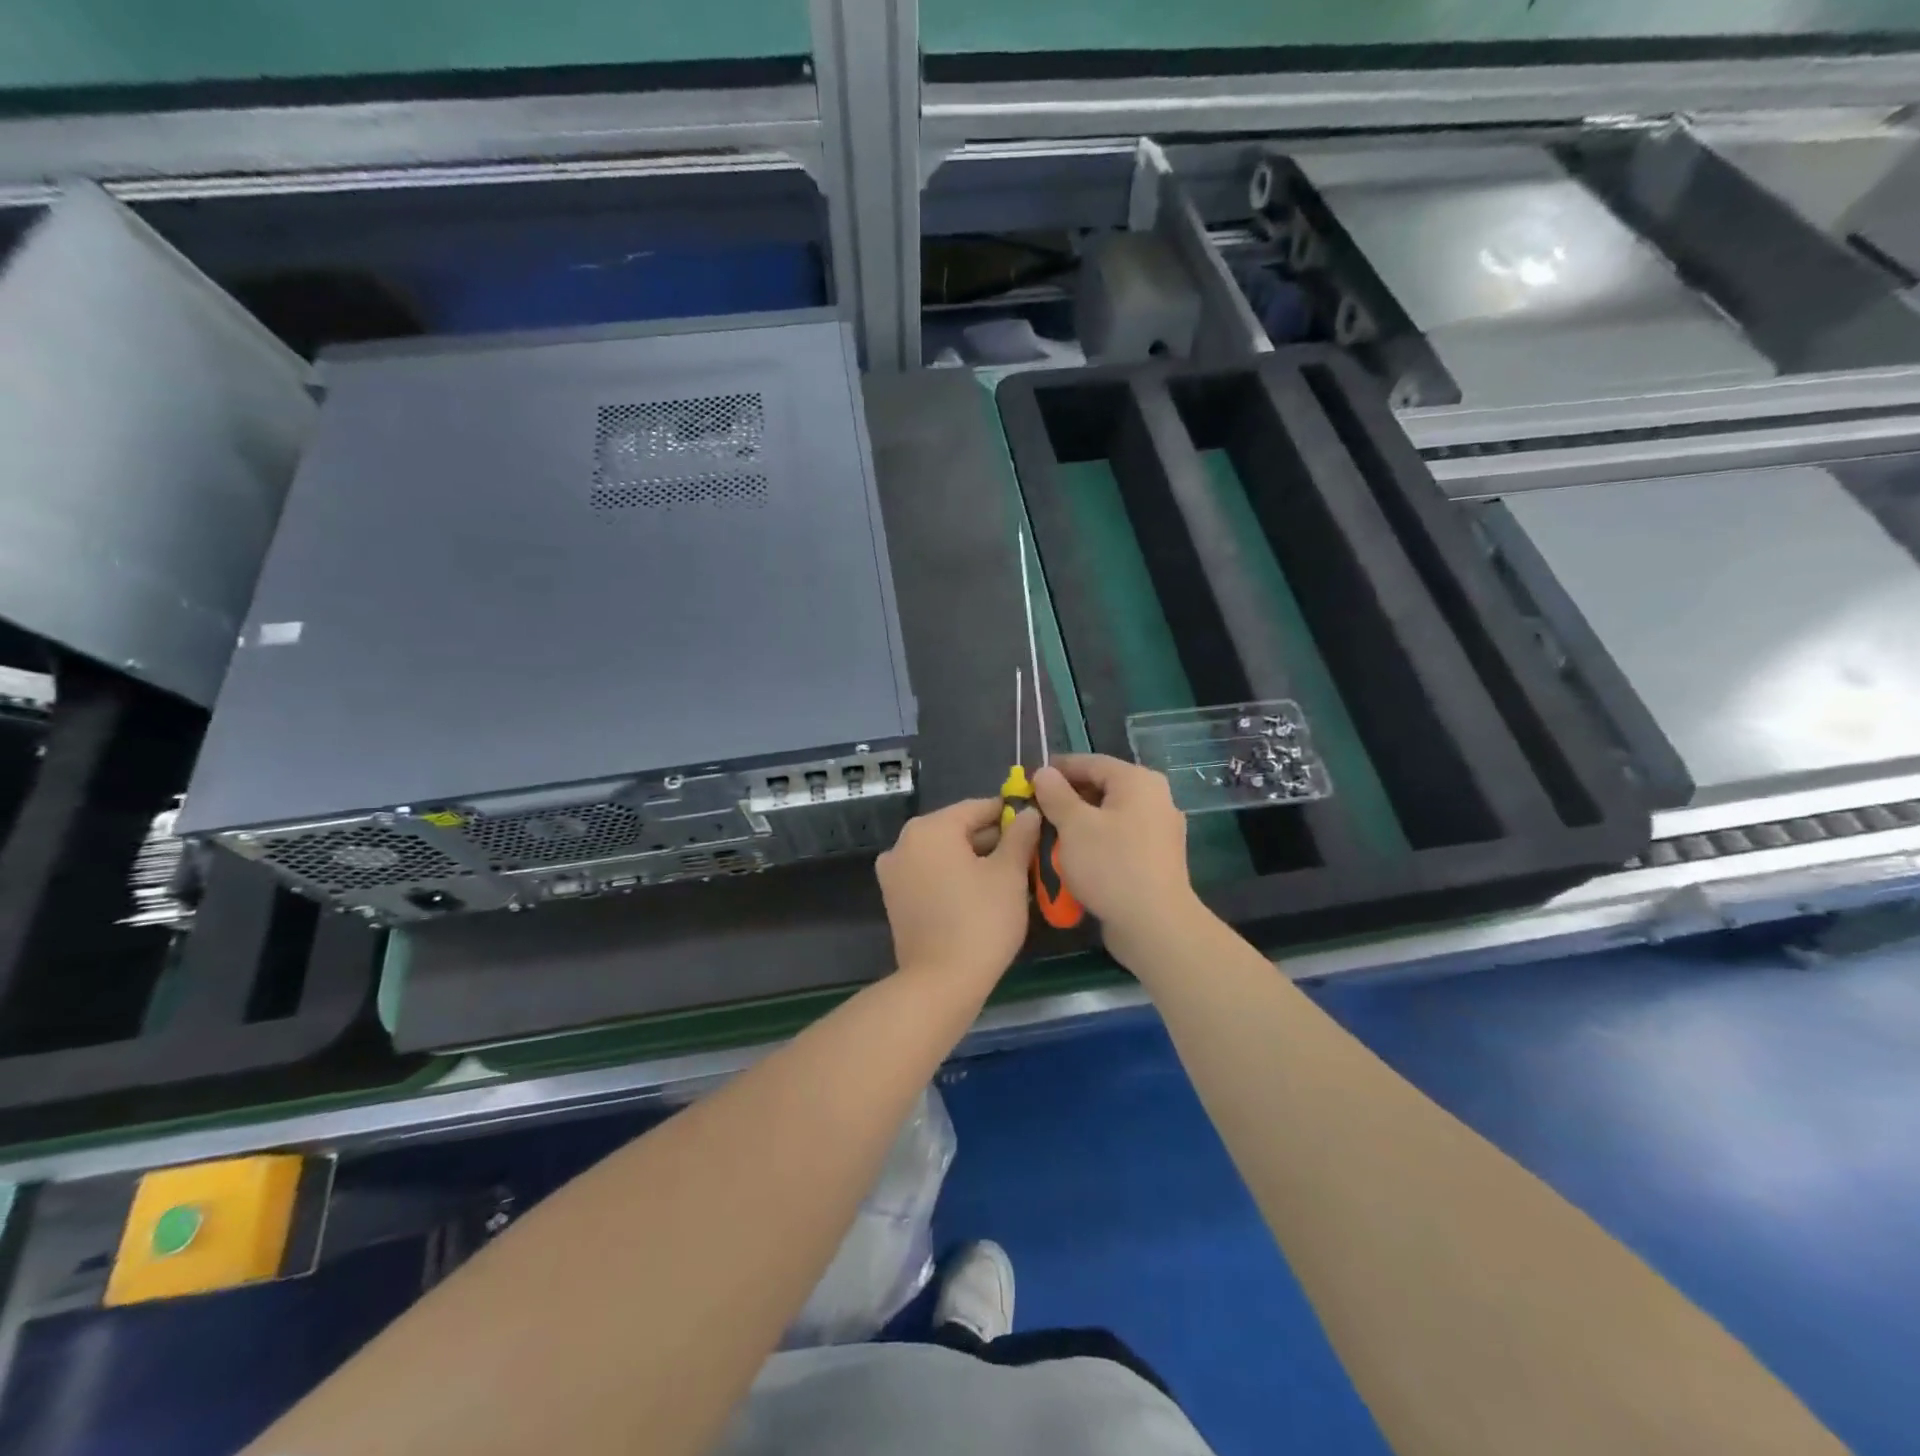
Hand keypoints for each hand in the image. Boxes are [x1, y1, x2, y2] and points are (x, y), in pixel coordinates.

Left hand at [875, 798, 1043, 987]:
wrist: (940, 983)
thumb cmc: (980, 920)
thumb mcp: (1009, 874)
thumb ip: (1019, 836)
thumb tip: (1027, 813)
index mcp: (929, 828)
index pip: (977, 808)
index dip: (1010, 815)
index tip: (1036, 825)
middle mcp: (904, 842)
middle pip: (958, 830)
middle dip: (993, 840)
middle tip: (1028, 856)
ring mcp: (894, 872)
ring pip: (945, 854)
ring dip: (976, 860)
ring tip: (1012, 877)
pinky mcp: (895, 899)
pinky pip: (931, 875)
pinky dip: (955, 877)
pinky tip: (983, 894)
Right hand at [1032, 754, 1208, 968]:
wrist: (1154, 925)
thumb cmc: (1110, 865)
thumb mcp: (1074, 825)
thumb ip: (1056, 794)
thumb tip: (1044, 772)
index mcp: (1138, 781)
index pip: (1091, 762)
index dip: (1057, 769)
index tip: (1028, 781)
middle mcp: (1154, 798)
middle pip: (1102, 788)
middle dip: (1066, 799)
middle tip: (1035, 812)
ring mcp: (1158, 830)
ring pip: (1108, 816)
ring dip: (1078, 824)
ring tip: (1048, 837)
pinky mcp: (1156, 859)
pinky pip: (1119, 840)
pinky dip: (1095, 843)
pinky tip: (1073, 859)